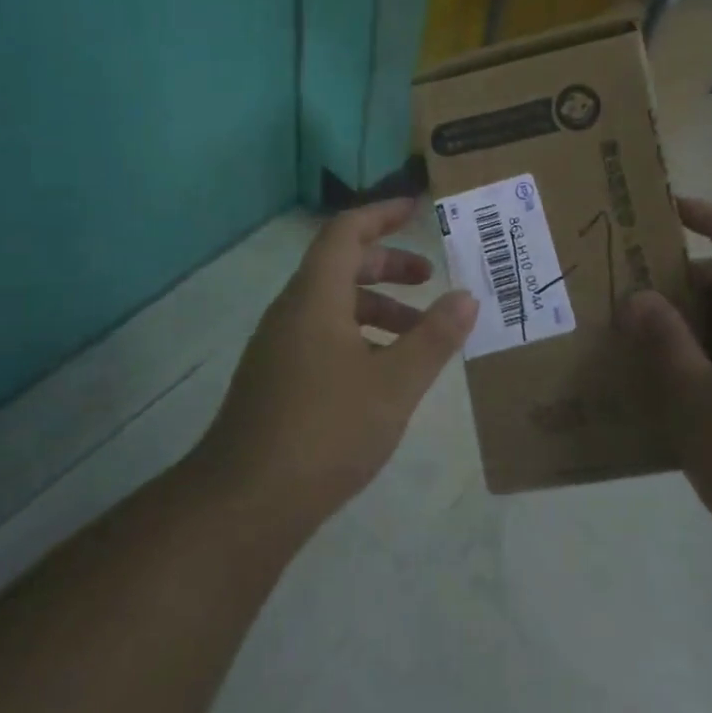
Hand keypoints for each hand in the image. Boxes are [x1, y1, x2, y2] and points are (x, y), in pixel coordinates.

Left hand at [193, 199, 477, 532]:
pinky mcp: (276, 380)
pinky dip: (358, 336)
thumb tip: (466, 296)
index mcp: (315, 297)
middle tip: (429, 278)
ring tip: (418, 335)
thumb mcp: (395, 384)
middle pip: (341, 266)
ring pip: (332, 306)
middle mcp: (292, 311)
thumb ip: (434, 337)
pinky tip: (383, 376)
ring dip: (376, 307)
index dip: (383, 214)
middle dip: (388, 265)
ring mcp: (278, 347)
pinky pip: (322, 335)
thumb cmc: (325, 430)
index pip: (347, 232)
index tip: (418, 208)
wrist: (245, 503)